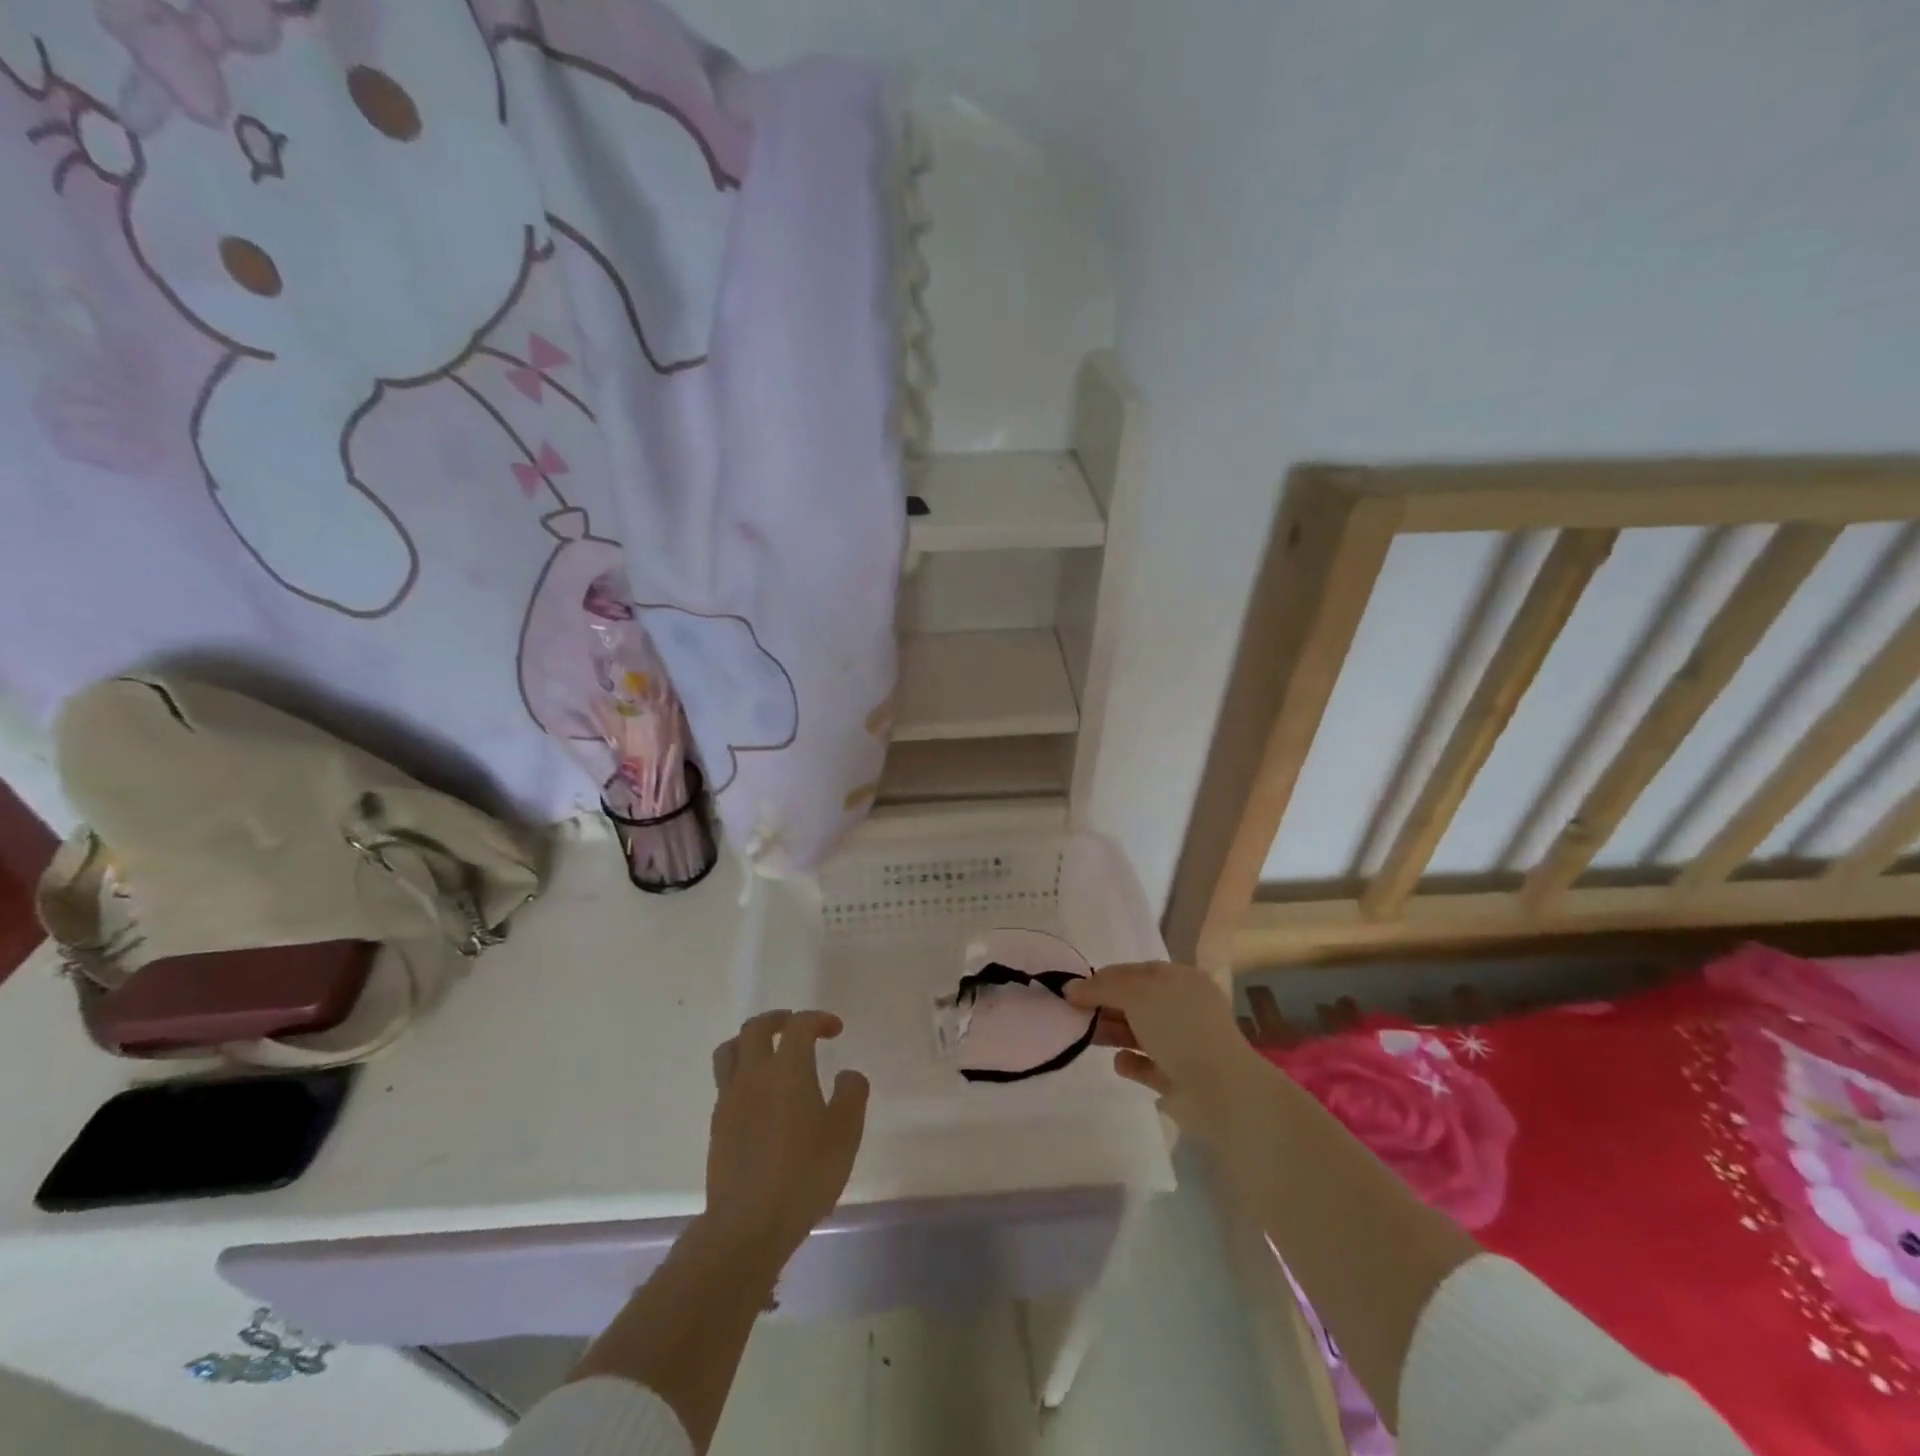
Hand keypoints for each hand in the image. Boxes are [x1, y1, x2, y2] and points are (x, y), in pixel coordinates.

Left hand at [706, 1010, 869, 1263]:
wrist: (747, 1225)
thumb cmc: (803, 1176)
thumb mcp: (845, 1136)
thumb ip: (852, 1096)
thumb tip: (847, 1075)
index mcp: (788, 1070)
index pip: (799, 1026)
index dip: (818, 1019)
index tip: (835, 1029)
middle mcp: (754, 1075)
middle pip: (755, 1028)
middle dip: (778, 1019)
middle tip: (797, 1027)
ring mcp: (730, 1100)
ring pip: (730, 1051)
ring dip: (750, 1041)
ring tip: (769, 1052)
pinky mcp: (717, 1125)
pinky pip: (725, 1082)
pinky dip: (742, 1073)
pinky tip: (759, 1096)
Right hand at [1067, 962, 1260, 1135]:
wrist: (1220, 1090)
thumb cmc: (1180, 1028)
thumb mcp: (1137, 994)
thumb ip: (1101, 987)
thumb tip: (1071, 988)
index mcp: (1182, 980)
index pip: (1136, 971)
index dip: (1105, 978)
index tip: (1075, 990)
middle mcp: (1183, 1008)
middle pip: (1136, 1002)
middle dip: (1106, 1006)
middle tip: (1075, 1015)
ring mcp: (1182, 1044)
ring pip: (1138, 1032)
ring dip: (1113, 1032)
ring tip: (1088, 1037)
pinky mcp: (1178, 1077)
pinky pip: (1147, 1064)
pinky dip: (1131, 1062)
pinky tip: (1120, 1063)